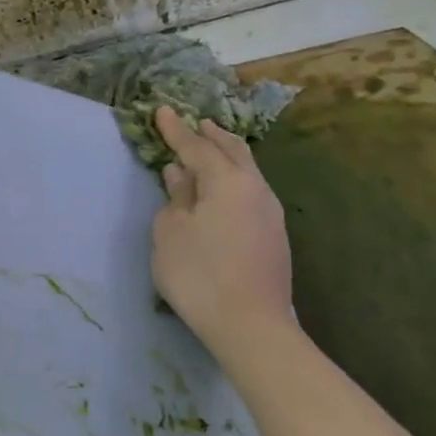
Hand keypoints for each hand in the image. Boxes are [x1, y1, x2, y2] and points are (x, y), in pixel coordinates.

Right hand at [150, 106, 296, 355]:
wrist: (250, 324)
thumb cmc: (199, 272)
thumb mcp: (170, 232)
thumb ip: (175, 198)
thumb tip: (181, 175)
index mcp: (227, 181)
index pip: (197, 146)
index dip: (176, 130)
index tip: (162, 110)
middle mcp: (255, 188)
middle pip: (233, 151)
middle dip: (212, 135)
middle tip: (196, 123)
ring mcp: (269, 212)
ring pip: (247, 171)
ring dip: (226, 156)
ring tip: (210, 149)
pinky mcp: (273, 235)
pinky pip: (250, 192)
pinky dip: (233, 179)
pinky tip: (221, 190)